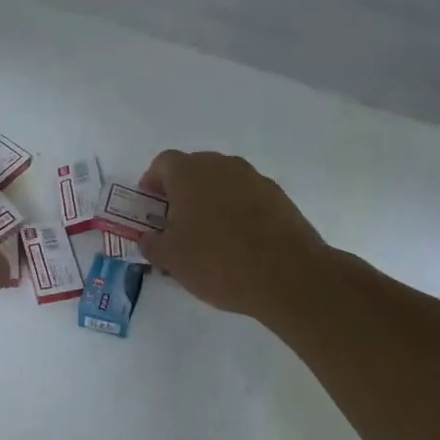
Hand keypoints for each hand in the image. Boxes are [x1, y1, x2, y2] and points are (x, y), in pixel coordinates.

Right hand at [138, 150, 330, 320]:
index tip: (151, 208)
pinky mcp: (279, 196)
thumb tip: (149, 237)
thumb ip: (152, 244)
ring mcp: (254, 178)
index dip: (152, 183)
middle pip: (193, 169)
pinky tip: (238, 241)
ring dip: (210, 200)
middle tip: (176, 223)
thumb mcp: (172, 260)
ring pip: (222, 182)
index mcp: (189, 173)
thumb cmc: (218, 262)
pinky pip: (246, 196)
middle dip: (181, 192)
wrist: (289, 276)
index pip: (162, 164)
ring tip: (208, 236)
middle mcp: (222, 165)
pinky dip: (236, 210)